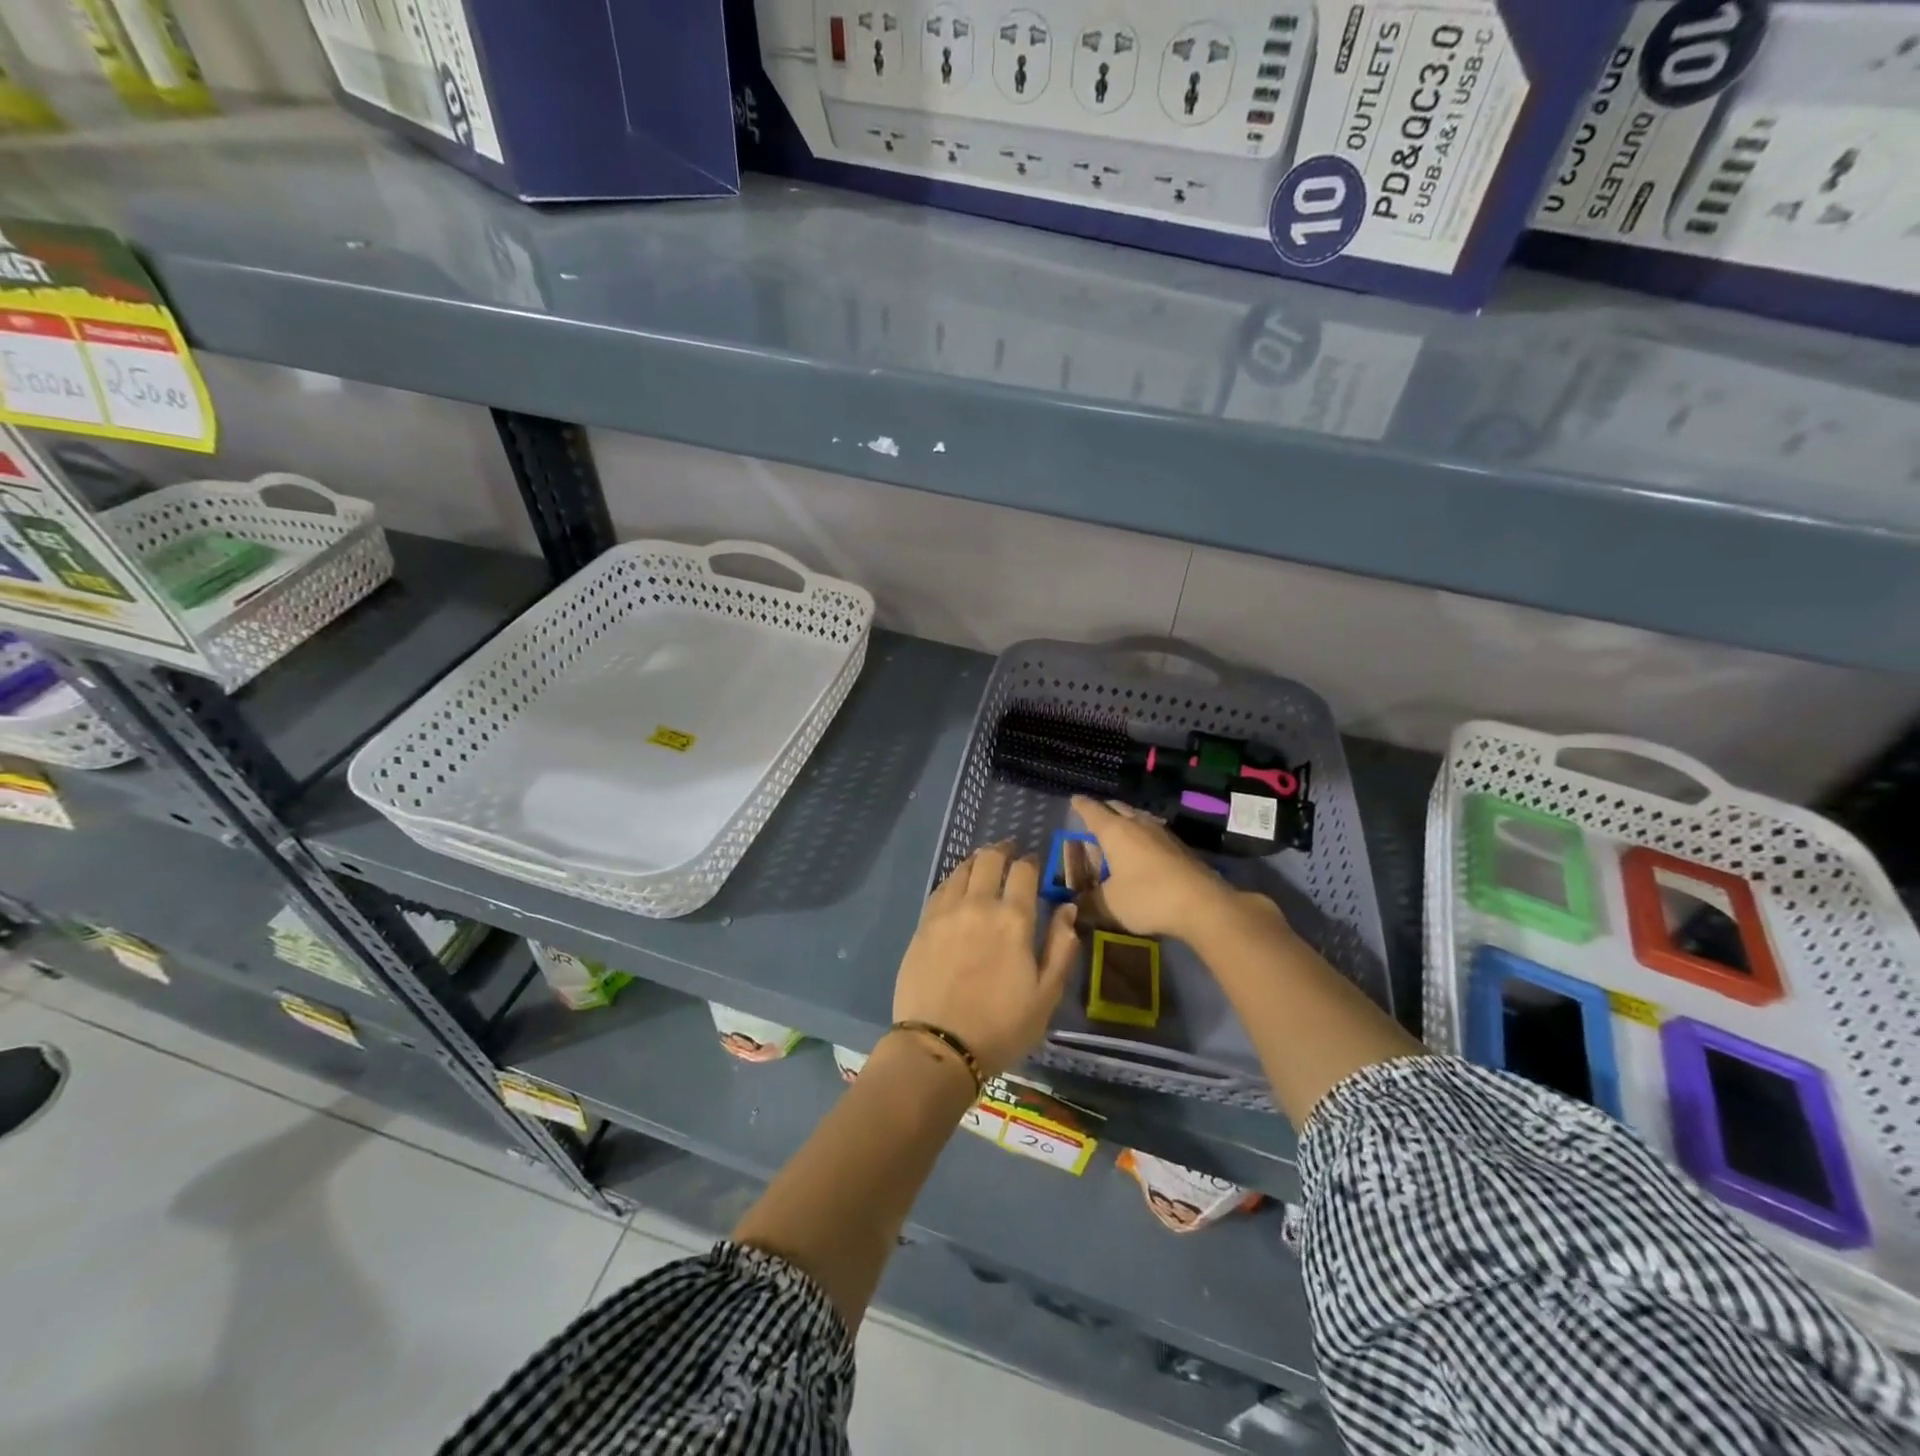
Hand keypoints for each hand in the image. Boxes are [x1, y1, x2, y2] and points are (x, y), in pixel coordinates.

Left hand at [893, 841, 1078, 1077]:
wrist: (939, 1046)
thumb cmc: (1002, 1026)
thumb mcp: (1046, 995)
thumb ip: (1061, 947)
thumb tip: (1068, 910)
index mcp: (1014, 919)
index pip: (1024, 872)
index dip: (1032, 862)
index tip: (1035, 864)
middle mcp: (979, 904)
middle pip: (990, 859)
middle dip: (1003, 850)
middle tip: (1010, 852)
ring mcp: (946, 912)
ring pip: (962, 869)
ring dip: (977, 861)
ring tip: (984, 862)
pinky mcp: (923, 925)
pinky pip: (941, 888)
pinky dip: (954, 878)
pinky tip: (958, 885)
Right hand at [1068, 796, 1264, 942]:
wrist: (1203, 904)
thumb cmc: (1148, 897)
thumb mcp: (1110, 905)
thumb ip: (1088, 903)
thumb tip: (1074, 907)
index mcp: (1115, 831)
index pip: (1092, 811)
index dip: (1081, 805)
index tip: (1074, 800)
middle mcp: (1138, 824)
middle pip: (1117, 808)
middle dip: (1104, 810)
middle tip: (1094, 816)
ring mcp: (1162, 833)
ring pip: (1138, 818)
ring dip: (1126, 821)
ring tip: (1119, 830)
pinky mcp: (1180, 847)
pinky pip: (1153, 832)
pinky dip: (1142, 836)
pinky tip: (1143, 849)